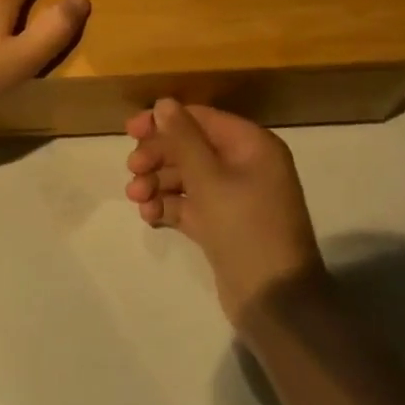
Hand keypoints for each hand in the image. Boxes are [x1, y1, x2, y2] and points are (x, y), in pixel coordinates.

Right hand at [124, 100, 327, 324]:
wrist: (275, 302)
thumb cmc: (244, 228)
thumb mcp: (209, 179)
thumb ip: (183, 138)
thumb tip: (164, 103)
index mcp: (251, 145)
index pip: (201, 118)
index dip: (164, 121)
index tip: (129, 131)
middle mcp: (245, 165)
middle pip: (191, 147)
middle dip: (158, 157)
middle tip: (132, 171)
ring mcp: (234, 196)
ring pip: (187, 177)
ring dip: (158, 182)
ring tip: (137, 198)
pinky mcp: (222, 224)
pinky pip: (190, 204)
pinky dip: (168, 206)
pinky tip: (149, 215)